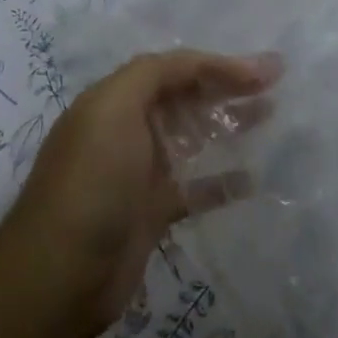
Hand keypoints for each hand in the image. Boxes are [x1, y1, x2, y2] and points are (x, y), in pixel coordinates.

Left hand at [0, 49, 280, 337]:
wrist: (61, 273)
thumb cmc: (91, 181)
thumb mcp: (113, 109)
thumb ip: (153, 75)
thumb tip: (199, 65)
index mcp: (115, 101)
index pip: (174, 70)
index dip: (219, 65)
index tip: (265, 71)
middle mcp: (127, 131)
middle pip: (185, 99)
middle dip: (228, 87)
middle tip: (275, 84)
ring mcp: (140, 174)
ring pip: (193, 139)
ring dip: (228, 124)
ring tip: (270, 115)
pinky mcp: (152, 213)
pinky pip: (195, 189)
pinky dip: (222, 182)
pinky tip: (253, 179)